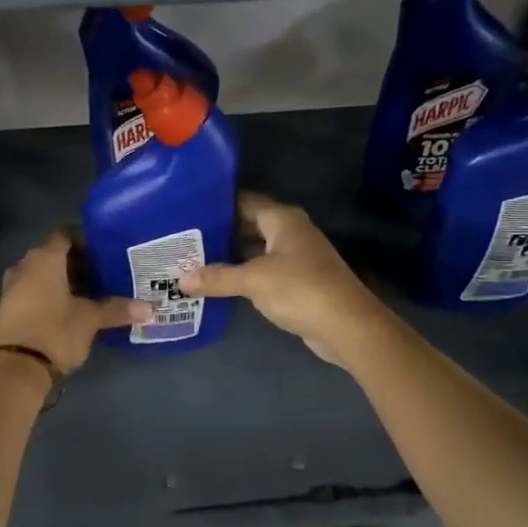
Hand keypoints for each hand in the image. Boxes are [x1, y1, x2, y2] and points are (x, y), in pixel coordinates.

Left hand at [0, 231, 149, 374]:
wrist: (16, 367)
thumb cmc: (56, 330)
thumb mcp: (91, 319)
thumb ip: (117, 309)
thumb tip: (149, 308)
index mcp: (45, 258)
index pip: (65, 234)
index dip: (85, 239)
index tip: (104, 252)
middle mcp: (25, 265)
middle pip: (54, 253)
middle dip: (78, 262)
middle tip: (103, 273)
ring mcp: (12, 286)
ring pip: (42, 272)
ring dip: (63, 279)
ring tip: (90, 292)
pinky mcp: (9, 306)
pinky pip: (33, 288)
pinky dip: (50, 292)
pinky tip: (69, 308)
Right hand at [179, 192, 388, 366]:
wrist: (347, 325)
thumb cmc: (299, 289)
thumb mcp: (252, 281)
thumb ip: (217, 278)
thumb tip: (180, 280)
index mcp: (283, 219)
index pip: (245, 201)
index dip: (218, 203)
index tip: (188, 208)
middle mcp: (291, 231)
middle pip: (250, 224)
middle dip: (221, 230)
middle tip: (186, 236)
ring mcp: (297, 256)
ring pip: (257, 248)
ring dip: (232, 254)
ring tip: (195, 258)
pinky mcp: (299, 281)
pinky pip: (265, 269)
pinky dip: (245, 273)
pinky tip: (222, 282)